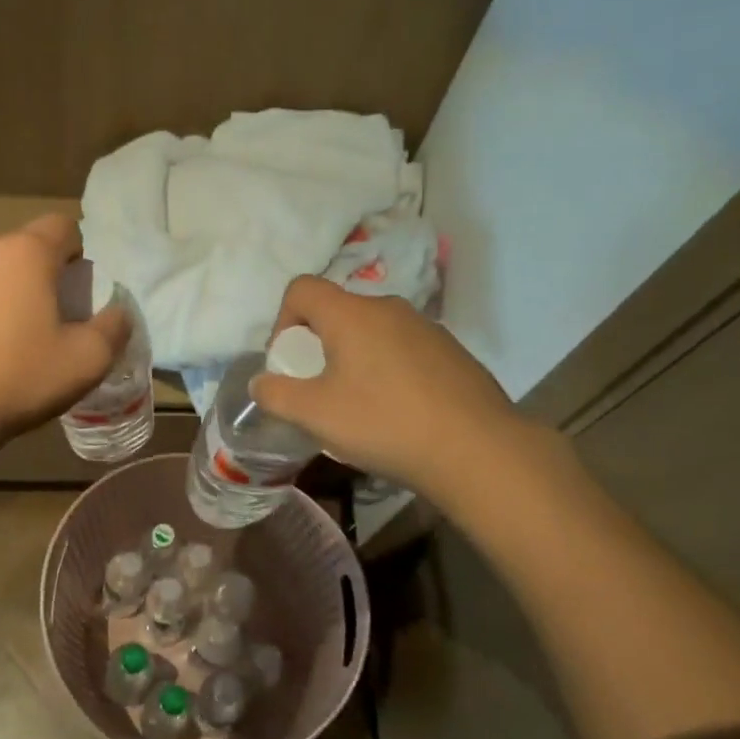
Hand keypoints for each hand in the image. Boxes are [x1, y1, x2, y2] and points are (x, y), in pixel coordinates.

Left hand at [0, 214, 130, 443]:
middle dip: (38, 277)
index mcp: (26, 253)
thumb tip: (118, 313)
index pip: (63, 226)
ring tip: (1, 344)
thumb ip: (113, 328)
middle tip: (45, 322)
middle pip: (21, 251)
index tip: (78, 291)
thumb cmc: (17, 378)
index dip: (77, 253)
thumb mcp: (86, 361)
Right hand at [250, 276, 541, 501]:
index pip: (301, 288)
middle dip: (318, 345)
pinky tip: (400, 411)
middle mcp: (388, 308)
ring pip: (372, 331)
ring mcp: (426, 327)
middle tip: (320, 390)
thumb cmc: (385, 424)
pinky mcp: (451, 351)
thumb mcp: (315, 415)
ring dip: (354, 358)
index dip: (283, 320)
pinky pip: (403, 349)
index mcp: (351, 313)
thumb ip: (277, 395)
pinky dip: (389, 369)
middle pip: (337, 311)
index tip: (290, 363)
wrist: (479, 450)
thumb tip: (261, 383)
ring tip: (361, 405)